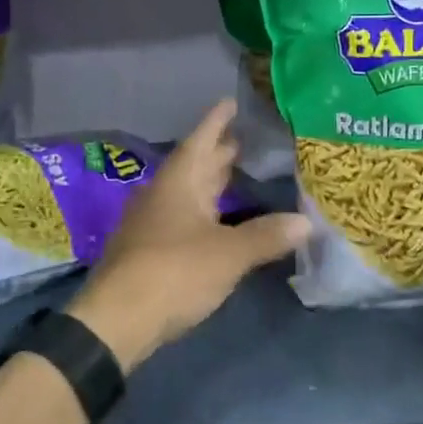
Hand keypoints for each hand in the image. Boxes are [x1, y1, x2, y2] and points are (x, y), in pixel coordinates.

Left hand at [68, 99, 307, 372]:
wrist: (116, 321)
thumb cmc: (174, 272)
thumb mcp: (229, 253)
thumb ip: (266, 235)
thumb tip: (306, 221)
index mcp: (179, 182)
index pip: (201, 140)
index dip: (217, 121)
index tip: (230, 102)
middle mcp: (163, 195)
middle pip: (194, 165)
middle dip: (218, 152)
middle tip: (245, 139)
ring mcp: (153, 223)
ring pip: (187, 192)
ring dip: (210, 182)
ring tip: (236, 172)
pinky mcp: (150, 251)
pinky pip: (183, 217)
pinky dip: (204, 211)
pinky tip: (218, 220)